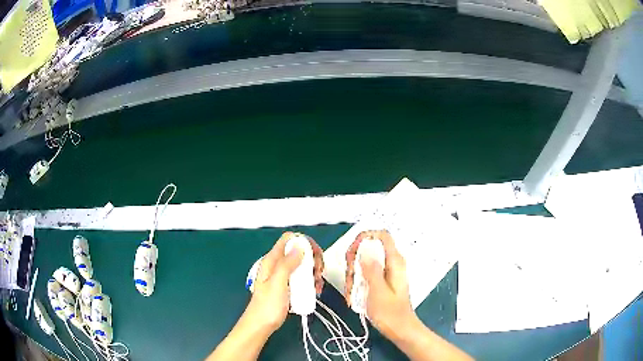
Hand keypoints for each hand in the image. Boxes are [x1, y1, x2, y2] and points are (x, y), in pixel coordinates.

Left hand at [245, 232, 324, 332]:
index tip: (315, 255)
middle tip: (318, 273)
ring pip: (303, 265)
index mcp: (272, 260)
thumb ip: (287, 264)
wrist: (261, 325)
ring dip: (313, 272)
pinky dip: (310, 281)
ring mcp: (283, 276)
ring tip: (317, 285)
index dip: (304, 242)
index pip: (288, 240)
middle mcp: (278, 265)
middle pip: (299, 251)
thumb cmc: (267, 306)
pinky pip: (302, 278)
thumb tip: (299, 245)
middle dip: (313, 259)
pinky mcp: (288, 286)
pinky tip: (315, 291)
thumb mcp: (277, 284)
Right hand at [345, 230, 415, 337]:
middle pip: (373, 248)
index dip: (367, 236)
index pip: (383, 236)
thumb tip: (364, 249)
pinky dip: (360, 278)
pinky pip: (370, 271)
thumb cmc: (389, 312)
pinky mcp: (384, 280)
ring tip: (350, 288)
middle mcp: (394, 263)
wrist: (399, 328)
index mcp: (395, 262)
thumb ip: (371, 269)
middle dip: (357, 258)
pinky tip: (354, 291)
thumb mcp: (377, 290)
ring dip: (356, 271)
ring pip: (369, 261)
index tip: (353, 248)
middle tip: (349, 275)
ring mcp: (389, 271)